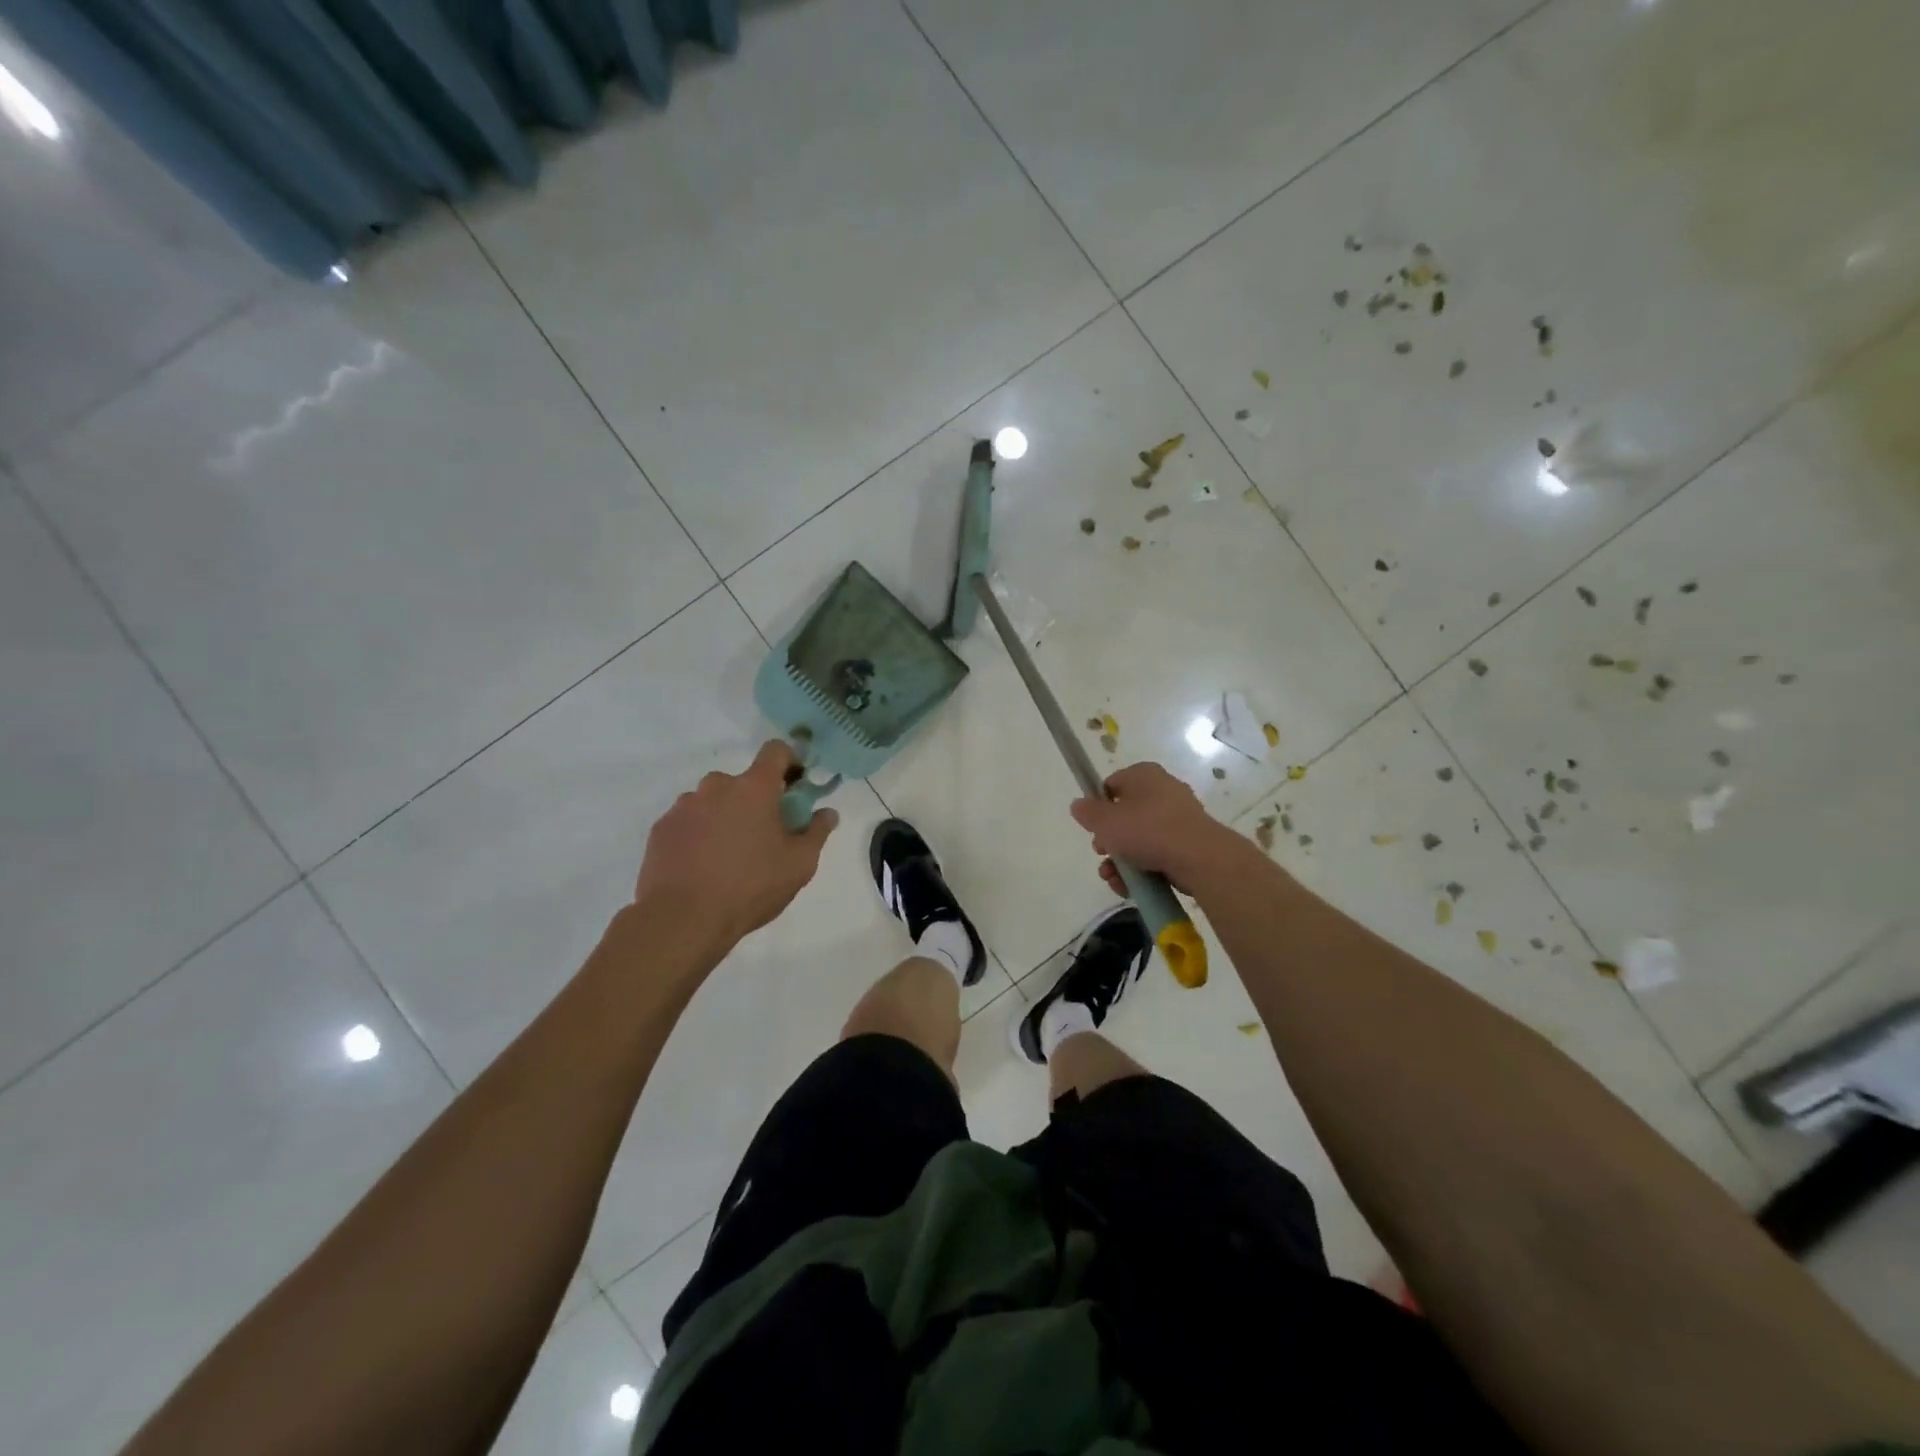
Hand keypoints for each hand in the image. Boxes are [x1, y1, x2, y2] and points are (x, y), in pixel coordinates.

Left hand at [634, 741, 838, 950]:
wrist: (682, 919)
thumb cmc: (750, 886)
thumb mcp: (799, 864)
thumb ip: (817, 831)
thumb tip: (827, 812)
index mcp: (754, 788)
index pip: (776, 750)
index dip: (789, 761)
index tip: (794, 786)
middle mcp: (717, 786)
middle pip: (742, 781)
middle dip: (754, 800)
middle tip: (762, 835)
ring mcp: (684, 806)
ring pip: (712, 801)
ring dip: (724, 817)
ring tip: (728, 856)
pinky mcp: (661, 828)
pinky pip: (687, 821)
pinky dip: (698, 834)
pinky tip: (701, 866)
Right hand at [1069, 761, 1238, 895]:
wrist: (1198, 857)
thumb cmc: (1147, 829)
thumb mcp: (1105, 821)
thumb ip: (1087, 812)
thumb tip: (1078, 805)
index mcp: (1144, 774)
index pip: (1112, 785)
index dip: (1098, 807)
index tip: (1093, 828)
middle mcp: (1163, 790)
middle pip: (1125, 815)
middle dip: (1109, 840)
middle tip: (1102, 853)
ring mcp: (1178, 818)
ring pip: (1140, 838)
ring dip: (1121, 860)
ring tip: (1113, 879)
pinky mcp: (1188, 843)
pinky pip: (1157, 853)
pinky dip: (1142, 869)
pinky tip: (1130, 887)